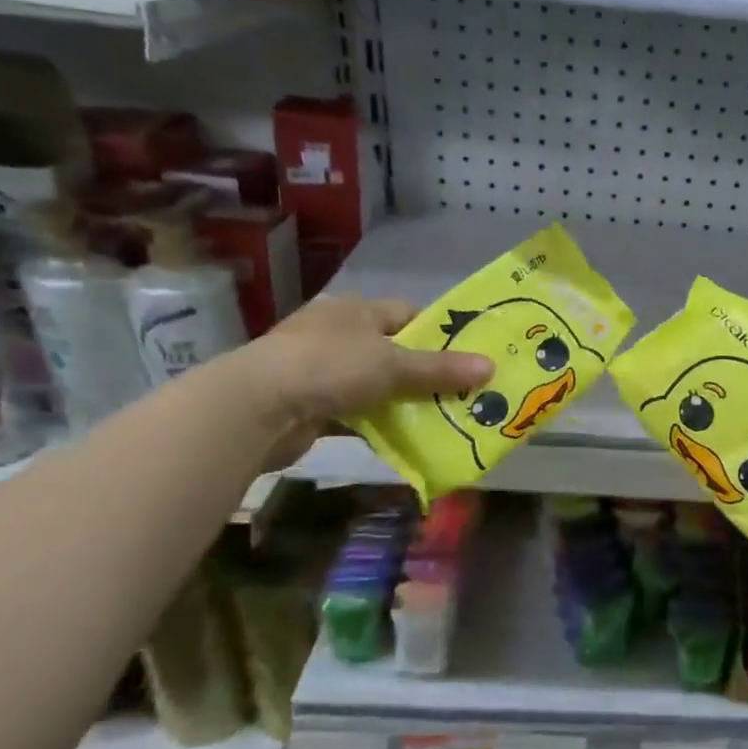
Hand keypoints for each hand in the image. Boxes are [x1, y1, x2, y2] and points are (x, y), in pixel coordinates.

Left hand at [226, 297, 491, 466]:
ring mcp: (319, 370)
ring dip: (400, 401)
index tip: (466, 354)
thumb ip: (441, 368)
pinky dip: (376, 423)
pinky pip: (355, 412)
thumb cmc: (329, 367)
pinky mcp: (309, 405)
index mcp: (355, 311)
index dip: (436, 332)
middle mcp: (336, 334)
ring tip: (441, 417)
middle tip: (462, 391)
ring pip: (374, 384)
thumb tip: (491, 368)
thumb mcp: (393, 364)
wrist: (255, 409)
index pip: (406, 314)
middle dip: (424, 372)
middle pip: (392, 350)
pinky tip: (402, 437)